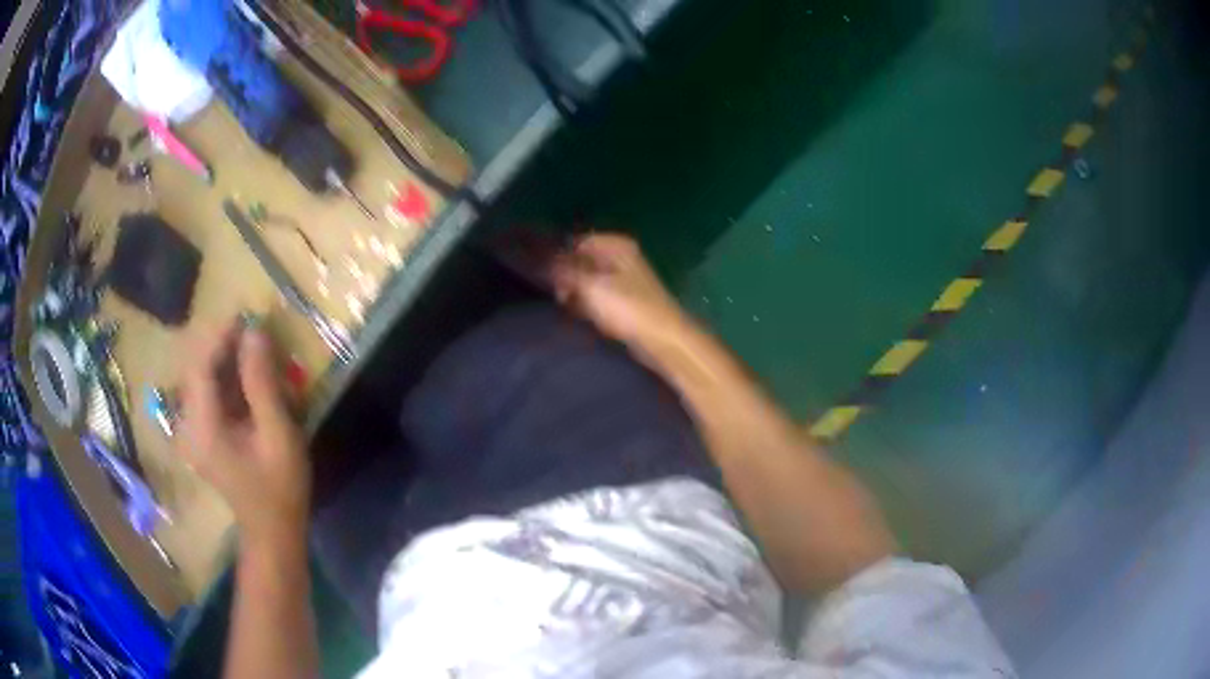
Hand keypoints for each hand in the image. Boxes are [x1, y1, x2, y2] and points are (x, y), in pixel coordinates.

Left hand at [176, 320, 310, 550]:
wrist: (272, 530)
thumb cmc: (279, 487)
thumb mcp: (278, 435)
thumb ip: (263, 383)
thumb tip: (255, 332)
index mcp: (202, 427)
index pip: (199, 365)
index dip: (220, 335)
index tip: (247, 315)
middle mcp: (188, 424)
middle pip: (195, 366)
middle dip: (222, 342)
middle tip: (254, 329)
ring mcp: (191, 429)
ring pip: (200, 376)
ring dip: (224, 357)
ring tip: (254, 347)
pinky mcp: (199, 432)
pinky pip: (206, 391)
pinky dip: (225, 376)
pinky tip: (246, 375)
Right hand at [551, 234, 689, 348]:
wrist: (662, 340)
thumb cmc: (628, 308)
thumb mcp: (590, 285)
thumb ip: (564, 270)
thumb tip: (541, 260)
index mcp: (616, 245)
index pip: (577, 240)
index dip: (558, 254)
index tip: (542, 272)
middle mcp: (621, 257)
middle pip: (582, 260)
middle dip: (566, 276)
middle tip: (557, 294)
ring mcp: (624, 279)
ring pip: (589, 280)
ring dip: (575, 293)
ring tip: (565, 306)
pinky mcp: (625, 301)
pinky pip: (597, 297)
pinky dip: (587, 305)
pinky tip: (579, 316)